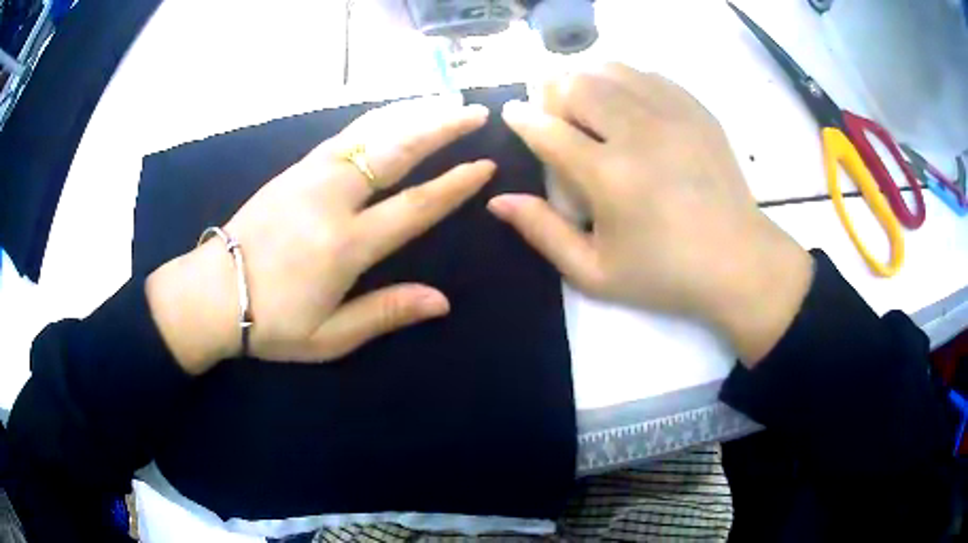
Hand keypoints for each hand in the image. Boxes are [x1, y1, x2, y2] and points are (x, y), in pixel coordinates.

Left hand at [147, 96, 493, 373]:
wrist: (210, 293)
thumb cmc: (269, 322)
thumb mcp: (329, 336)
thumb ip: (385, 313)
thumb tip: (442, 302)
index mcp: (345, 245)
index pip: (414, 206)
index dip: (453, 185)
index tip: (484, 164)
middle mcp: (332, 199)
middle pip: (396, 151)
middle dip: (441, 128)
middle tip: (474, 112)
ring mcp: (310, 176)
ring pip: (371, 132)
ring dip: (412, 114)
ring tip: (444, 101)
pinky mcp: (294, 169)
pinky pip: (344, 134)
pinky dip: (376, 119)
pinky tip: (393, 113)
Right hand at [488, 63, 812, 364]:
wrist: (738, 261)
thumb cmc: (665, 274)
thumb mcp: (595, 273)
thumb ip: (543, 233)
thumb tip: (498, 200)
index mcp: (610, 176)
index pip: (547, 129)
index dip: (521, 117)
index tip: (512, 113)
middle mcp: (639, 133)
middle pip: (577, 84)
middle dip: (552, 92)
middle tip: (555, 115)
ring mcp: (672, 115)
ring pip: (611, 70)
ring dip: (587, 80)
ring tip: (587, 105)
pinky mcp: (696, 110)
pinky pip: (647, 74)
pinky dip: (624, 80)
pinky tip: (626, 103)